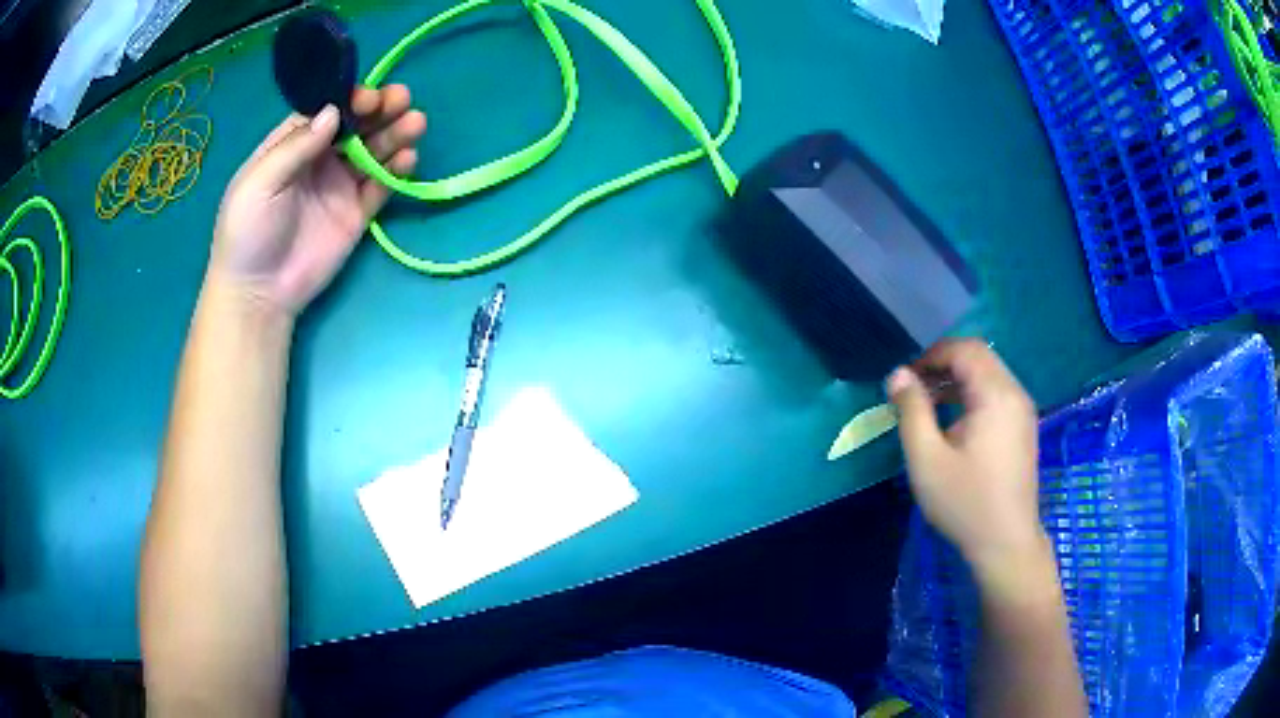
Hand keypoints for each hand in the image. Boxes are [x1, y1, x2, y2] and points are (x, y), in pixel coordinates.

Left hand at [209, 85, 426, 316]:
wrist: (258, 294)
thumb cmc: (247, 233)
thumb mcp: (259, 183)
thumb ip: (294, 147)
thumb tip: (334, 112)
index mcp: (291, 146)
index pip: (326, 111)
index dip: (348, 98)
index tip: (368, 96)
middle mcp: (319, 159)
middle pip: (355, 125)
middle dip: (379, 110)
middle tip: (400, 101)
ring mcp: (339, 185)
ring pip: (373, 150)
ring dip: (395, 133)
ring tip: (415, 123)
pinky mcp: (357, 213)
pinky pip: (381, 185)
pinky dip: (397, 170)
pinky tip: (408, 159)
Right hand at [888, 339, 1051, 590]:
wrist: (1006, 543)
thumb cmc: (964, 502)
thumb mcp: (926, 459)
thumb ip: (911, 411)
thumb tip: (898, 374)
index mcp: (995, 395)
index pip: (963, 350)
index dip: (931, 356)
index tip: (905, 381)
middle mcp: (1015, 393)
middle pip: (978, 357)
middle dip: (943, 365)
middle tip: (915, 391)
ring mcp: (1023, 410)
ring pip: (988, 373)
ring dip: (957, 380)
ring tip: (929, 406)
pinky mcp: (1023, 426)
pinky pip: (997, 393)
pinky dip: (972, 394)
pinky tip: (954, 422)